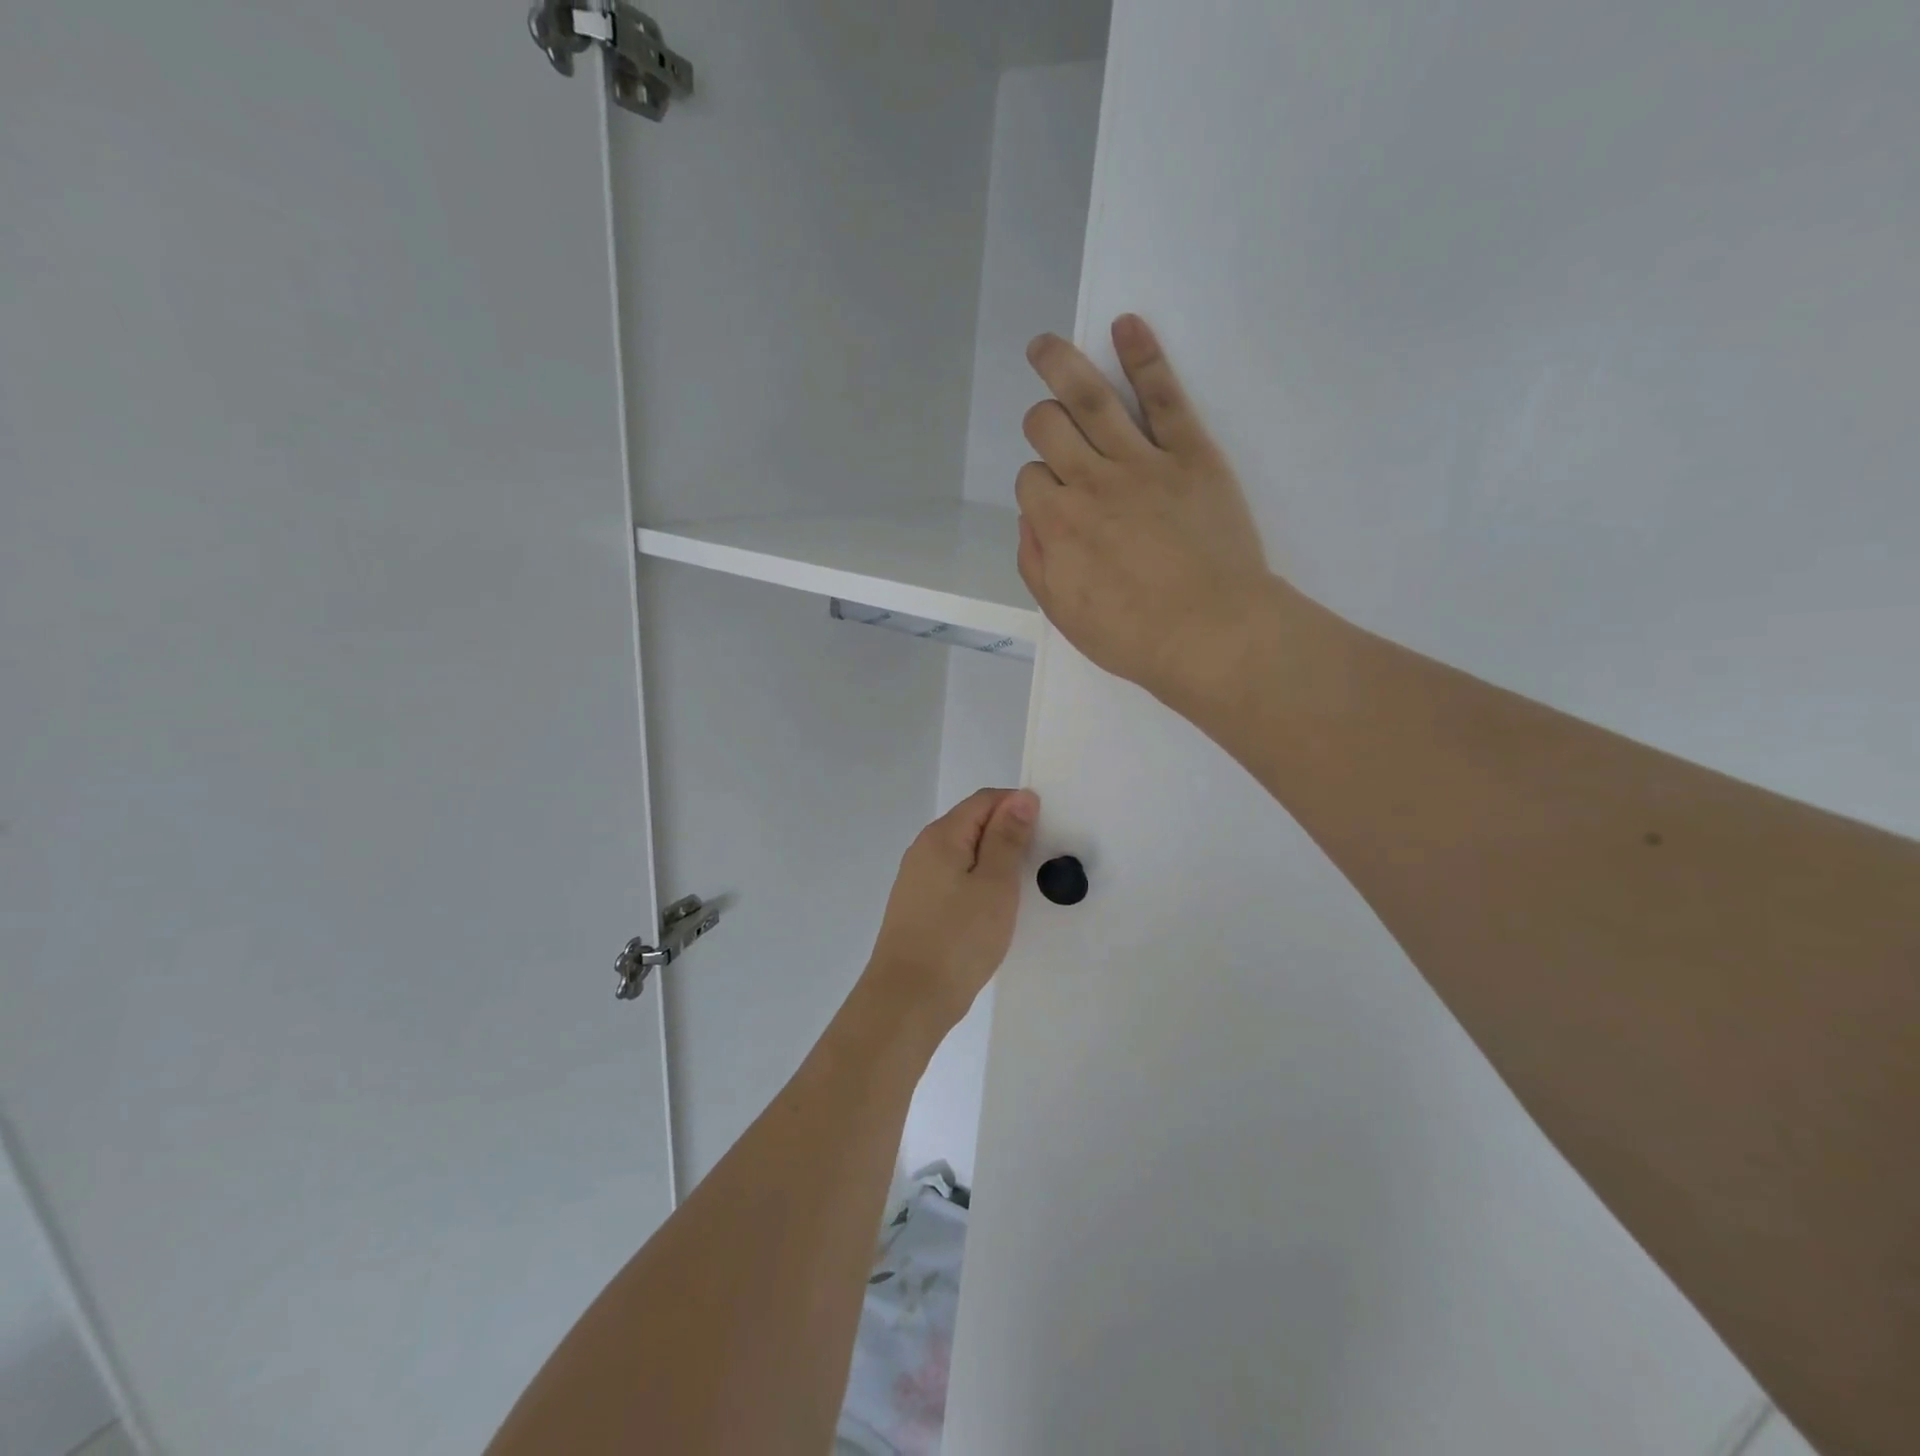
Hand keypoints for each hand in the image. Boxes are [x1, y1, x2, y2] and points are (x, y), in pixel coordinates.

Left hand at [865, 787, 1038, 1032]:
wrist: (908, 999)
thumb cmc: (958, 939)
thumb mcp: (995, 884)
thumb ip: (1007, 838)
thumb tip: (1021, 797)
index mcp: (942, 835)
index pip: (984, 800)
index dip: (1018, 807)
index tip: (1048, 833)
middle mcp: (924, 849)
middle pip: (973, 824)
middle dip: (1008, 835)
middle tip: (1042, 862)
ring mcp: (918, 879)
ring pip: (965, 854)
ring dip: (995, 863)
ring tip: (1024, 888)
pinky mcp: (919, 906)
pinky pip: (955, 880)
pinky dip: (979, 885)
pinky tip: (995, 909)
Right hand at [1017, 315, 1276, 705]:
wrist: (1212, 634)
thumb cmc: (1135, 636)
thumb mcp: (1065, 616)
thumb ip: (1036, 564)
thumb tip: (1030, 521)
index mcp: (1057, 524)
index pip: (1029, 480)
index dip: (1037, 487)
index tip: (1055, 503)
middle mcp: (1089, 482)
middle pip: (1047, 427)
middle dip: (1041, 423)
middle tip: (1051, 430)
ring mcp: (1140, 461)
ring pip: (1089, 397)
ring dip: (1060, 362)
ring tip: (1045, 345)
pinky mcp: (1190, 453)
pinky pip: (1163, 395)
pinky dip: (1144, 356)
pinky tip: (1126, 325)